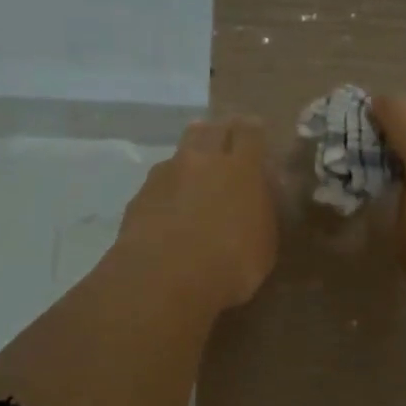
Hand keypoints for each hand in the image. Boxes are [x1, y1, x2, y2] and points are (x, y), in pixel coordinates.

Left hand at [115, 117, 277, 314]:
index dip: (253, 130)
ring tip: (195, 169)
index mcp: (241, 169)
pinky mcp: (140, 194)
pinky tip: (170, 203)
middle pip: (211, 129)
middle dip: (220, 131)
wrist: (163, 277)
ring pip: (181, 150)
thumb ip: (262, 214)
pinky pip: (159, 179)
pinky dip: (168, 185)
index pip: (250, 132)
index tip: (255, 133)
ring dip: (191, 154)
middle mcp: (203, 160)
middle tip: (226, 142)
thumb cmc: (229, 264)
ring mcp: (166, 174)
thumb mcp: (264, 246)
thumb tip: (259, 199)